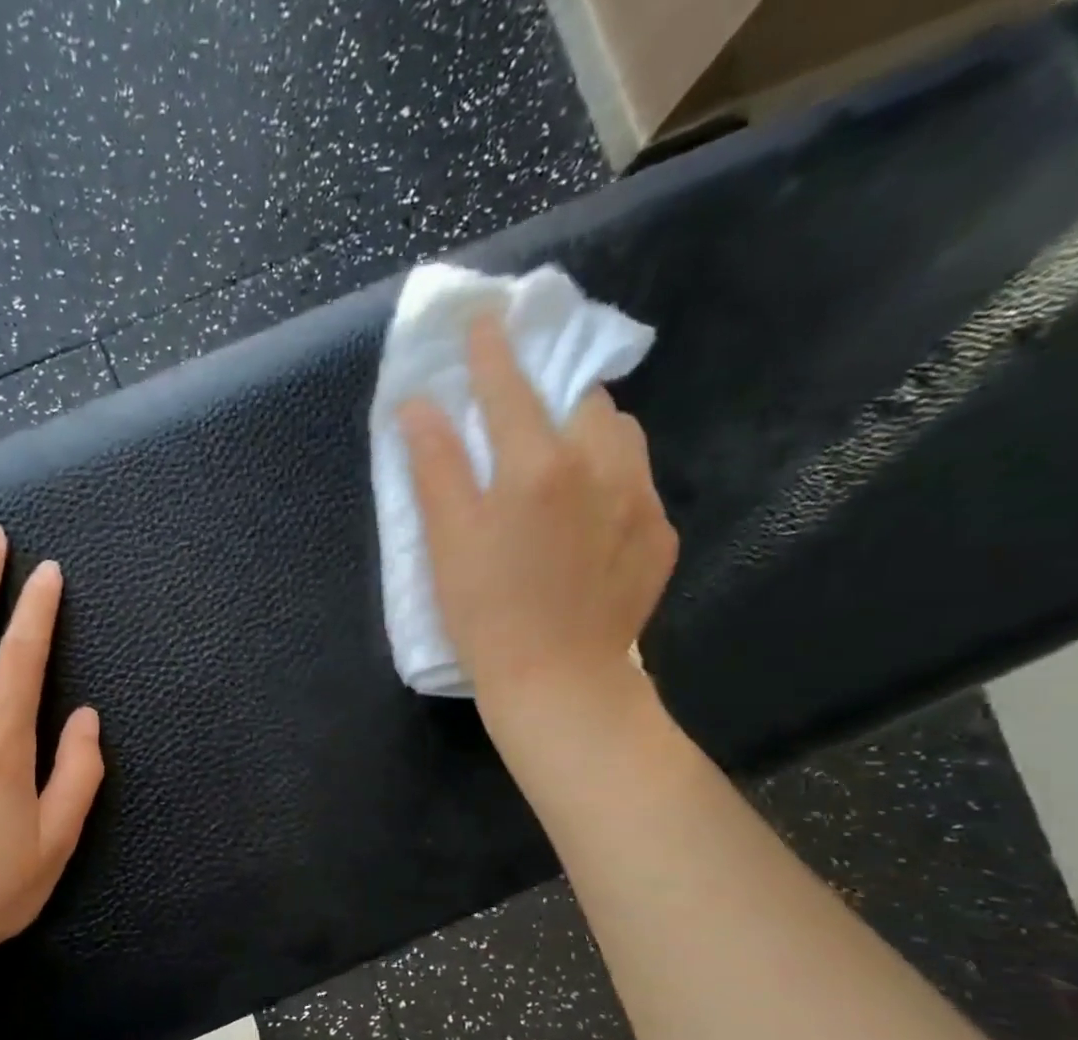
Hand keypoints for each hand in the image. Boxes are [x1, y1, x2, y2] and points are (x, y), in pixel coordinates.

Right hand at [398, 312, 675, 724]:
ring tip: (562, 467)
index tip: (486, 320)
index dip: (492, 351)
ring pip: (621, 435)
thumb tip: (418, 406)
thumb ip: (435, 466)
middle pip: (583, 400)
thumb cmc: (486, 615)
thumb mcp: (446, 542)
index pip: (510, 386)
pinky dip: (611, 480)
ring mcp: (639, 499)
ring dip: (590, 432)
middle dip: (554, 394)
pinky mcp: (659, 534)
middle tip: (526, 420)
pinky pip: (638, 483)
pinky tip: (588, 521)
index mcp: (536, 466)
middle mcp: (598, 466)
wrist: (559, 682)